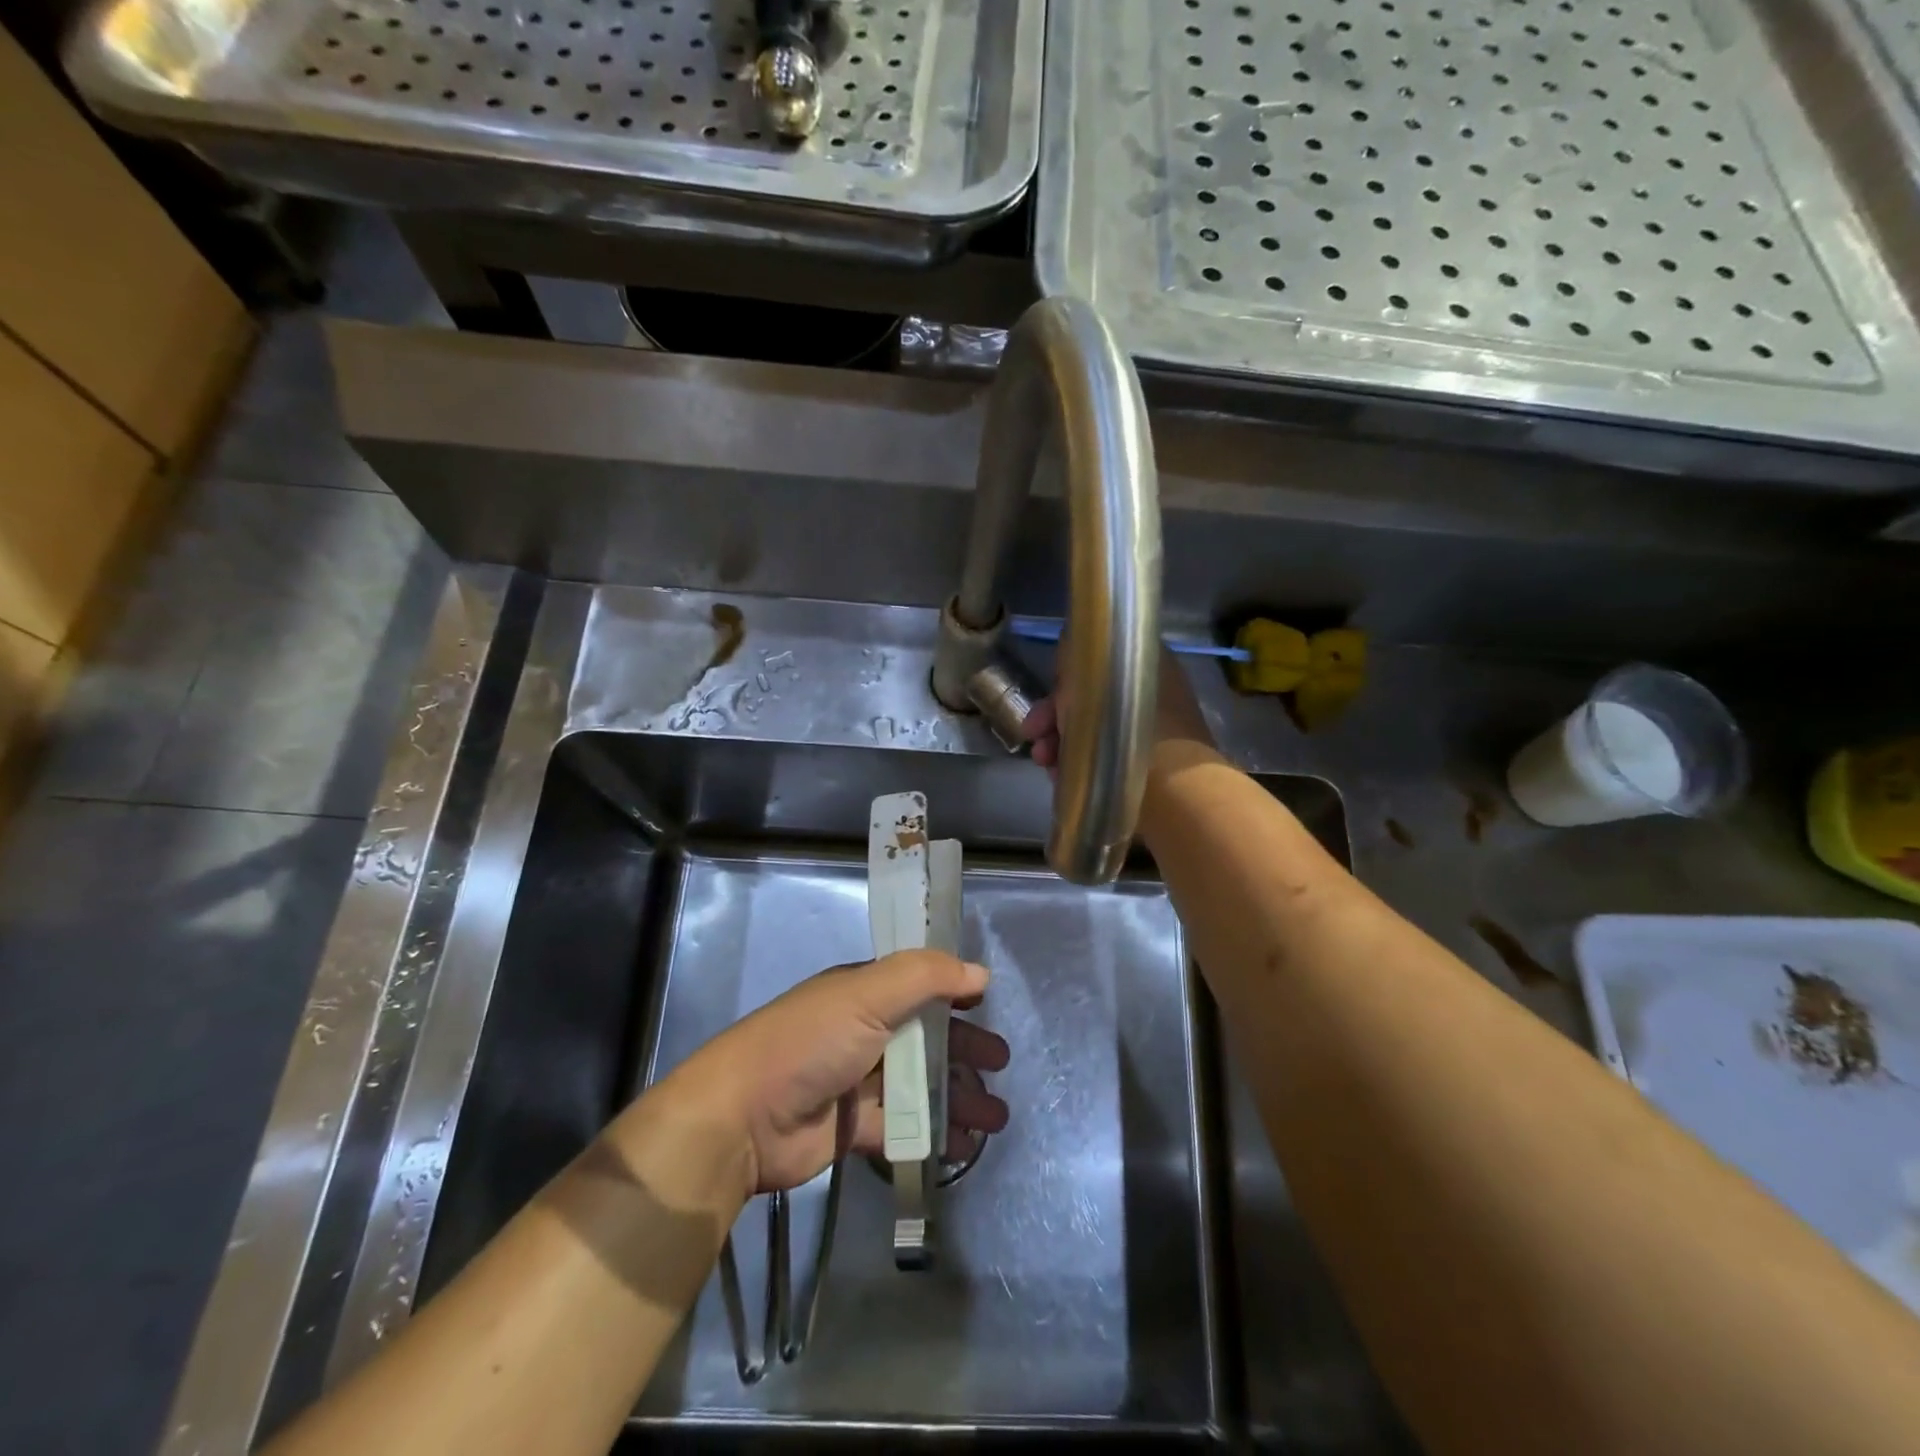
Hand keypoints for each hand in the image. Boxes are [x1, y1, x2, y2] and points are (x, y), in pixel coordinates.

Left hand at [668, 950, 1010, 1195]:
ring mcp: (858, 1082)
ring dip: (958, 1097)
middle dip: (965, 1050)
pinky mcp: (854, 1129)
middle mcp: (863, 1032)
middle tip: (1001, 1066)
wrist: (743, 1119)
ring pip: (920, 1085)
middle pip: (925, 1038)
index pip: (918, 986)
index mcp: (863, 994)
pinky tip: (964, 1147)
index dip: (954, 994)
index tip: (989, 1007)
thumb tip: (979, 973)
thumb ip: (926, 977)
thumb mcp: (867, 995)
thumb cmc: (810, 1043)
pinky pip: (905, 1128)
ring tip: (995, 1119)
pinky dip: (935, 1135)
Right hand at [1020, 643, 1213, 772]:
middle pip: (1093, 700)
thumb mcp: (1088, 679)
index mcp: (1149, 665)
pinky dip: (1080, 766)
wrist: (1173, 791)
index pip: (1100, 660)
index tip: (1048, 692)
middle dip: (1055, 716)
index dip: (1068, 676)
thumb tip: (1067, 645)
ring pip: (1095, 732)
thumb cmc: (1127, 726)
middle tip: (1033, 732)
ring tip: (1044, 761)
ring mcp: (1155, 735)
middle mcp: (1153, 696)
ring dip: (1061, 744)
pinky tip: (1060, 778)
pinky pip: (1105, 761)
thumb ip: (1075, 657)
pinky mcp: (1150, 770)